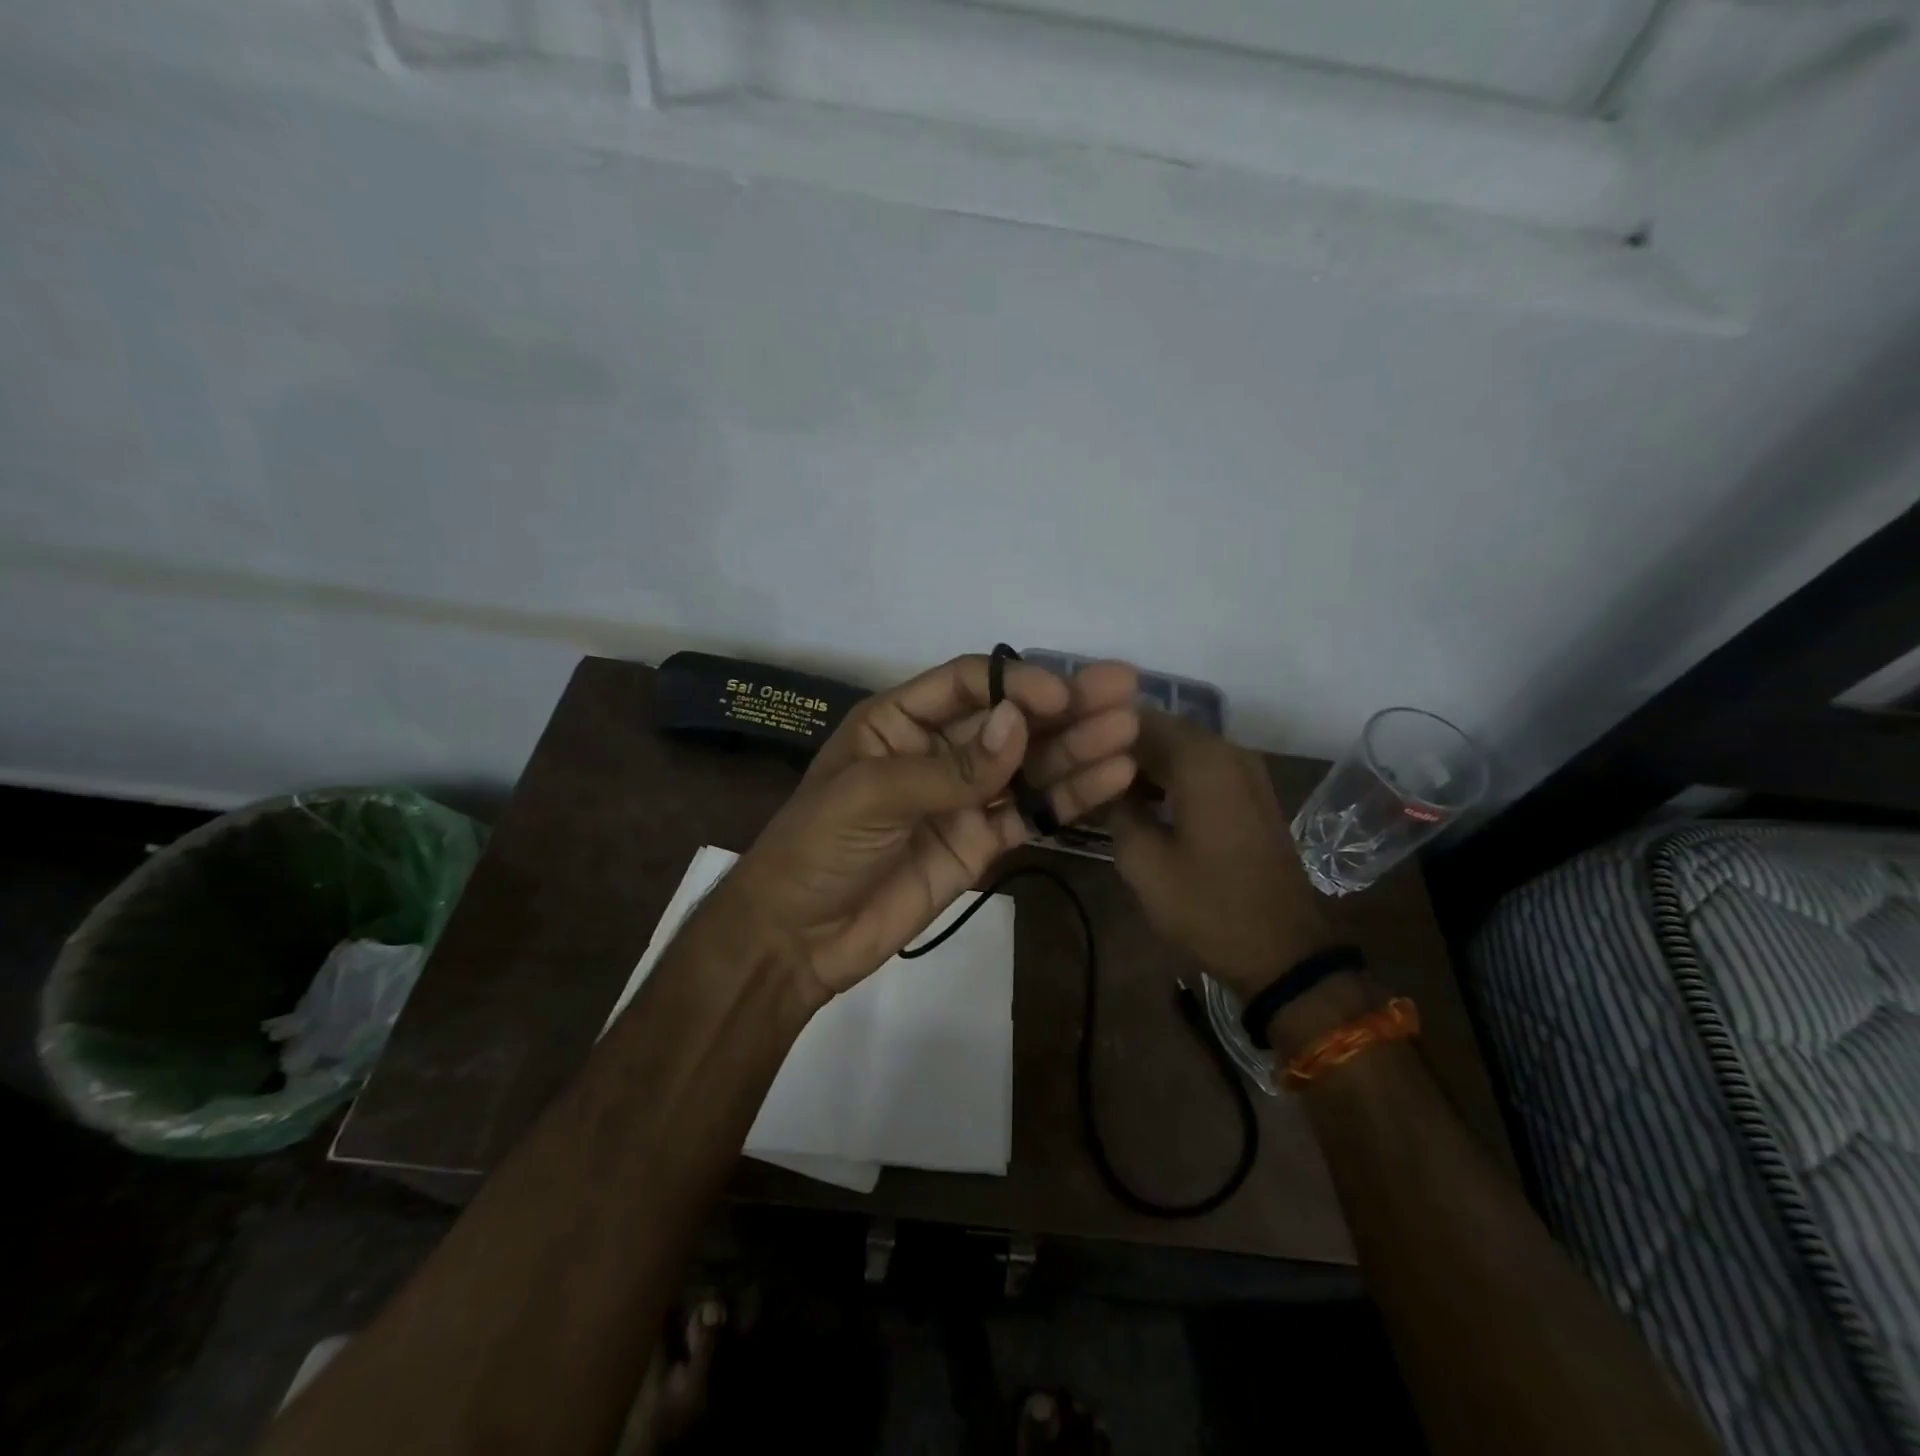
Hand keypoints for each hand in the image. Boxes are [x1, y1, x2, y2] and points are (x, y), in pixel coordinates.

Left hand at [717, 654, 1140, 998]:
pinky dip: (1067, 797)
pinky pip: (1029, 813)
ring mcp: (964, 797)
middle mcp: (938, 750)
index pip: (969, 684)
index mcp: (899, 721)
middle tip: (1125, 690)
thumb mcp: (871, 795)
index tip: (1062, 696)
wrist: (799, 937)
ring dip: (1077, 748)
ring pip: (1028, 765)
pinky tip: (1110, 779)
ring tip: (1129, 733)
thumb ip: (951, 767)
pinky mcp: (981, 842)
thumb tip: (1020, 723)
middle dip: (1065, 706)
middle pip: (1010, 720)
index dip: (1016, 683)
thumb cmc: (817, 847)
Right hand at [1107, 710, 1335, 1002]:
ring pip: (1183, 747)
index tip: (1071, 752)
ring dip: (1146, 761)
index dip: (1101, 731)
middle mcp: (1227, 751)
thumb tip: (1103, 781)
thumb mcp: (1143, 862)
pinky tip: (1145, 801)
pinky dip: (1172, 775)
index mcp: (1200, 760)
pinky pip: (1203, 766)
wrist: (1283, 950)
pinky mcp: (1252, 792)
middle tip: (1084, 770)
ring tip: (1107, 787)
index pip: (1138, 719)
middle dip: (1122, 746)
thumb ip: (1116, 809)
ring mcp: (1246, 770)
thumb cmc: (1207, 905)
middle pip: (1162, 728)